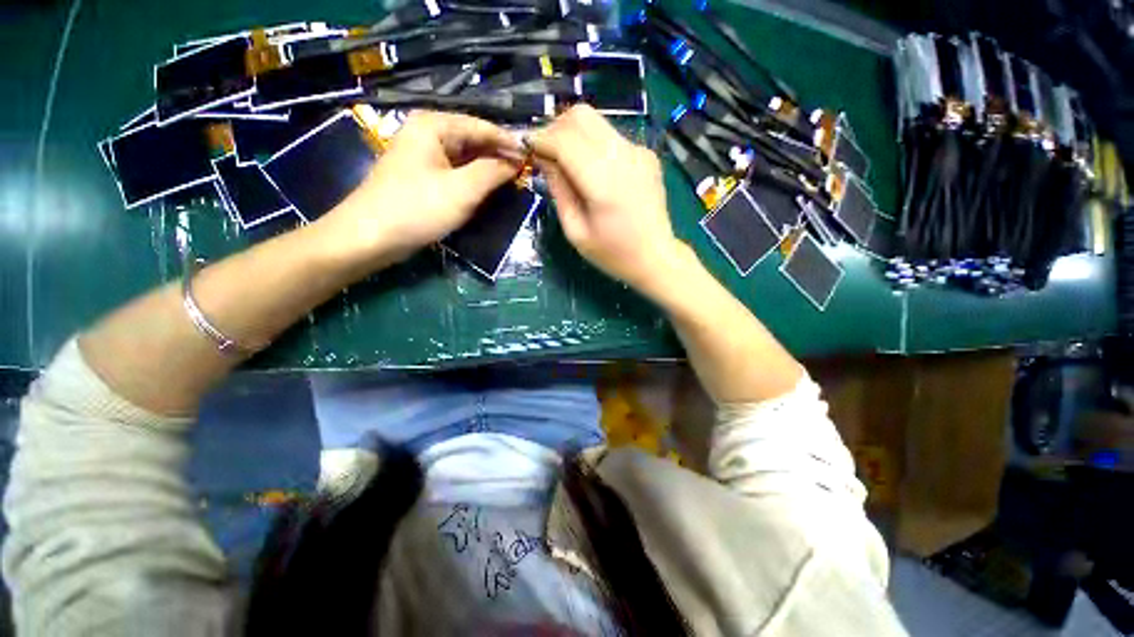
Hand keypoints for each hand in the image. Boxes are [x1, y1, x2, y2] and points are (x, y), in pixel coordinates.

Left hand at [313, 110, 522, 268]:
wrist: (371, 237)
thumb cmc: (418, 209)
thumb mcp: (463, 190)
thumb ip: (493, 172)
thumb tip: (516, 162)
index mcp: (434, 126)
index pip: (482, 127)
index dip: (509, 142)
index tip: (533, 156)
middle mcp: (428, 134)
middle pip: (474, 140)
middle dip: (499, 156)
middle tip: (526, 172)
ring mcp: (424, 156)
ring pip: (466, 157)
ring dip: (488, 169)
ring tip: (513, 181)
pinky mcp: (423, 177)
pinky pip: (456, 172)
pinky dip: (474, 180)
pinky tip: (489, 190)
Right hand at [529, 105, 686, 296]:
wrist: (656, 257)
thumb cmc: (613, 254)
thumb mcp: (576, 232)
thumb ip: (559, 190)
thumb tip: (544, 158)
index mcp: (604, 182)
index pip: (564, 139)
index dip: (540, 138)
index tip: (526, 147)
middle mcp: (624, 156)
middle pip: (581, 116)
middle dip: (555, 128)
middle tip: (546, 153)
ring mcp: (638, 151)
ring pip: (596, 121)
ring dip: (573, 134)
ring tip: (566, 162)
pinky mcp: (646, 154)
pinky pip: (611, 136)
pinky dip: (593, 144)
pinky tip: (592, 170)